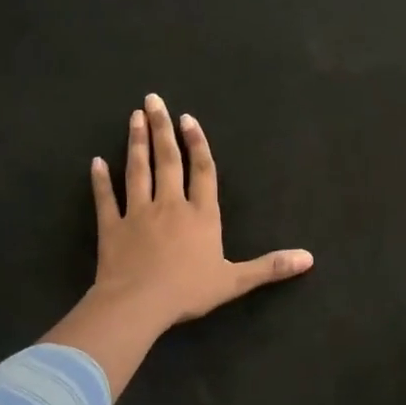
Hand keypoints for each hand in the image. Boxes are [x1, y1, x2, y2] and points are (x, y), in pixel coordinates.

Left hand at [89, 93, 312, 329]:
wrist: (138, 304)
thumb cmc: (188, 291)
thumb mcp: (235, 281)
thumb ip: (270, 267)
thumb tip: (308, 258)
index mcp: (201, 215)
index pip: (202, 171)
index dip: (197, 144)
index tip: (188, 119)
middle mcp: (170, 205)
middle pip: (167, 160)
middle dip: (162, 129)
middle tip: (153, 100)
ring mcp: (137, 213)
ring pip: (137, 170)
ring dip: (136, 142)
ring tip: (134, 117)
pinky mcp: (111, 227)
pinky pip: (105, 199)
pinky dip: (100, 180)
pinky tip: (96, 162)